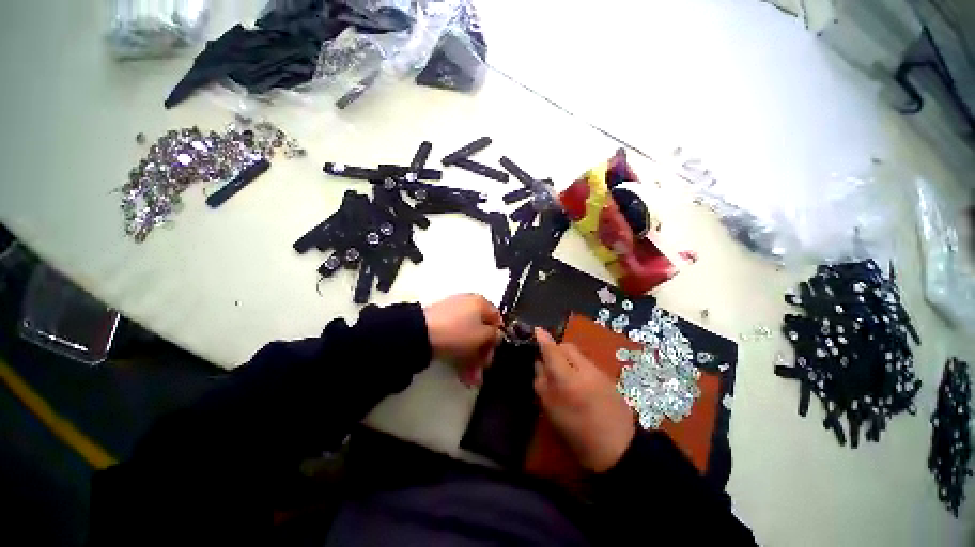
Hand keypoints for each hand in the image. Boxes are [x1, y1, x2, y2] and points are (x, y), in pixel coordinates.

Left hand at [424, 294, 502, 386]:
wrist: (420, 333)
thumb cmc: (458, 332)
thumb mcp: (483, 336)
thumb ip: (495, 336)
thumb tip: (496, 336)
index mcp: (481, 302)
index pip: (497, 320)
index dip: (497, 340)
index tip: (492, 356)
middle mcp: (468, 304)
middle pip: (481, 331)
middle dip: (482, 354)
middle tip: (480, 372)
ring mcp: (452, 313)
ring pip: (468, 337)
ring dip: (472, 359)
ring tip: (469, 379)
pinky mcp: (439, 323)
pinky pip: (455, 338)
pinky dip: (459, 353)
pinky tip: (460, 371)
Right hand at [533, 328, 635, 472]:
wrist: (618, 448)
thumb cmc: (577, 432)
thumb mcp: (551, 409)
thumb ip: (542, 381)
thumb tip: (539, 362)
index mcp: (567, 379)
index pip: (552, 350)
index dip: (542, 339)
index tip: (536, 329)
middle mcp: (584, 369)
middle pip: (567, 347)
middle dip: (556, 349)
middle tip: (548, 363)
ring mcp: (598, 372)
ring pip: (578, 354)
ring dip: (567, 357)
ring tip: (563, 374)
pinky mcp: (607, 377)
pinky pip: (587, 363)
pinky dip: (577, 365)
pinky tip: (577, 382)